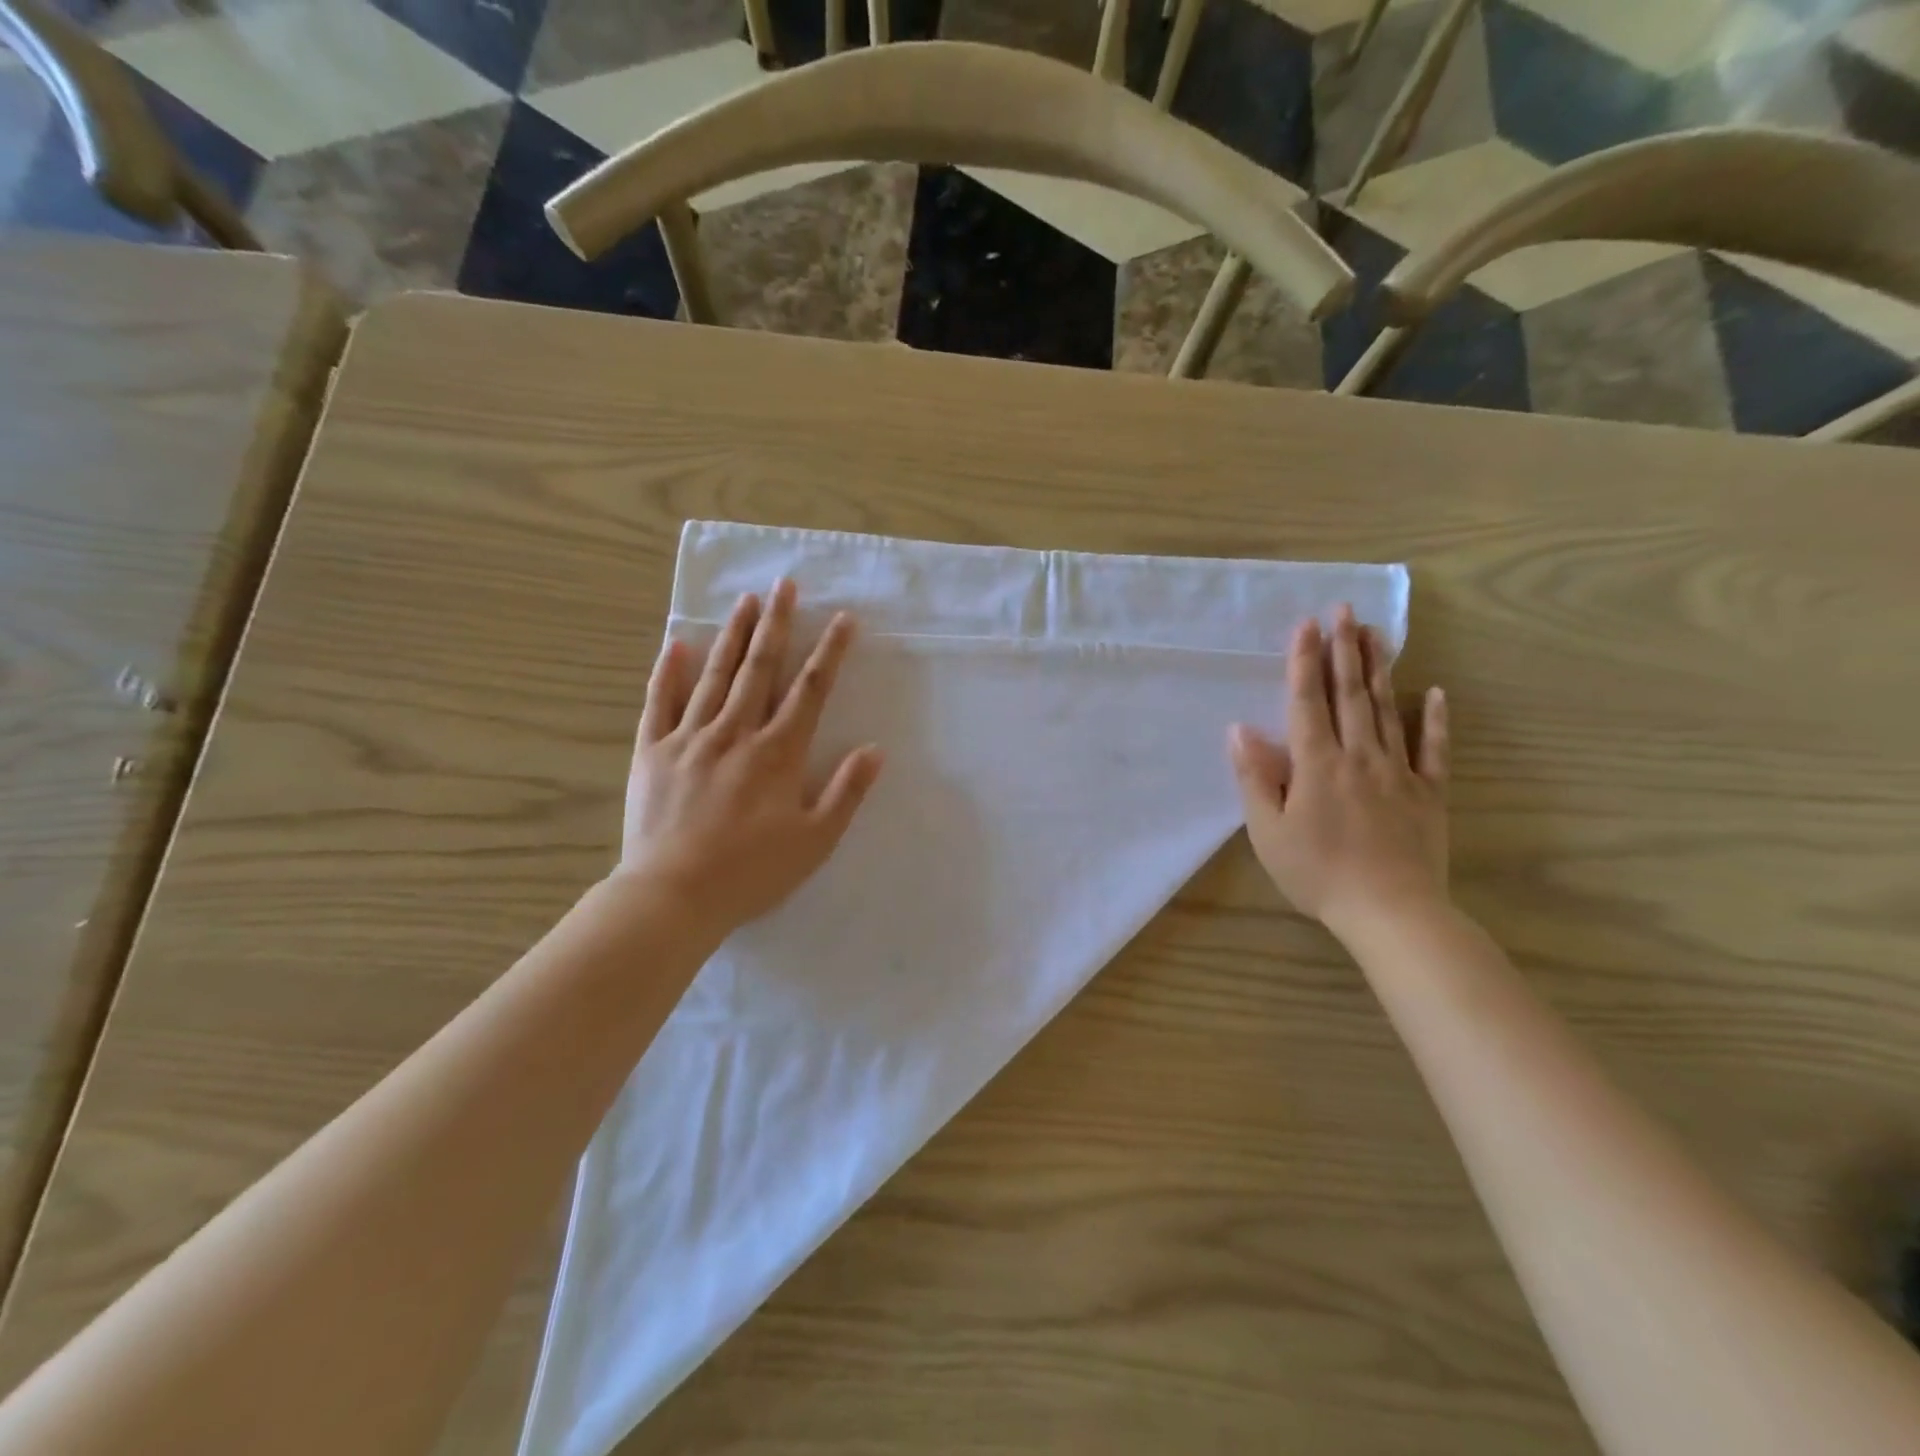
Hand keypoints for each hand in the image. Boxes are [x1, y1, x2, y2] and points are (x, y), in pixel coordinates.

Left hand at [616, 580, 883, 933]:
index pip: (810, 690)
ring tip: (746, 600)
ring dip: (733, 635)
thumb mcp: (815, 841)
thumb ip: (846, 792)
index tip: (843, 619)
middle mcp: (735, 732)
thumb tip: (875, 750)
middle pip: (760, 668)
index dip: (829, 652)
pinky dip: (668, 672)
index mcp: (778, 753)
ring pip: (714, 675)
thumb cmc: (752, 872)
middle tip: (785, 585)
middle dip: (777, 625)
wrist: (673, 896)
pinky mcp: (651, 751)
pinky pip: (659, 702)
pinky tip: (677, 644)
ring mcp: (689, 738)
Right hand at [1228, 605, 1449, 941]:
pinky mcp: (1428, 793)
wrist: (1391, 912)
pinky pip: (1434, 750)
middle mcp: (1358, 756)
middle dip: (1344, 650)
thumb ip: (1256, 778)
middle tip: (1344, 610)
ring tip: (1375, 633)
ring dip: (1379, 669)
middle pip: (1350, 695)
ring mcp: (1398, 772)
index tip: (1305, 624)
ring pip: (1387, 711)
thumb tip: (1240, 730)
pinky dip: (1435, 720)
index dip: (1304, 662)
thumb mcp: (1269, 832)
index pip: (1307, 702)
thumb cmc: (1318, 873)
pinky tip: (1435, 693)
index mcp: (1317, 765)